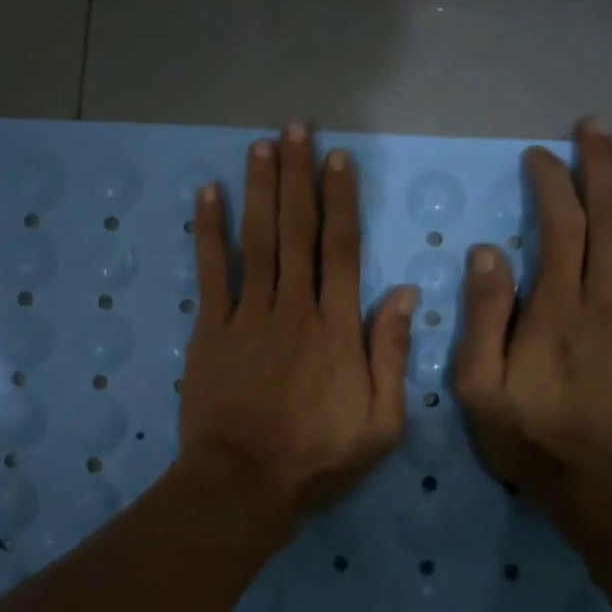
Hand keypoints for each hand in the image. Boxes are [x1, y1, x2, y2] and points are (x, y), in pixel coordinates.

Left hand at [179, 123, 416, 530]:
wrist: (243, 484)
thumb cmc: (317, 459)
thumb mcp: (381, 423)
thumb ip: (391, 355)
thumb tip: (403, 294)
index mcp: (338, 328)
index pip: (343, 249)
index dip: (342, 200)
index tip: (338, 159)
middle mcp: (295, 308)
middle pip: (298, 230)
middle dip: (299, 175)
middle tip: (297, 128)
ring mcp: (249, 315)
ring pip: (258, 240)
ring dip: (260, 189)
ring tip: (262, 145)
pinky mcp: (211, 330)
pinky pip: (211, 272)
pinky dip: (209, 232)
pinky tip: (209, 194)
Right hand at [454, 120, 611, 506]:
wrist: (607, 488)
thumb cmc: (534, 438)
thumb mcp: (480, 386)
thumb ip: (484, 317)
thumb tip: (490, 253)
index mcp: (555, 309)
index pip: (558, 227)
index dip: (551, 185)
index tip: (538, 158)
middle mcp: (604, 301)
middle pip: (606, 221)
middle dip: (599, 168)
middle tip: (594, 128)